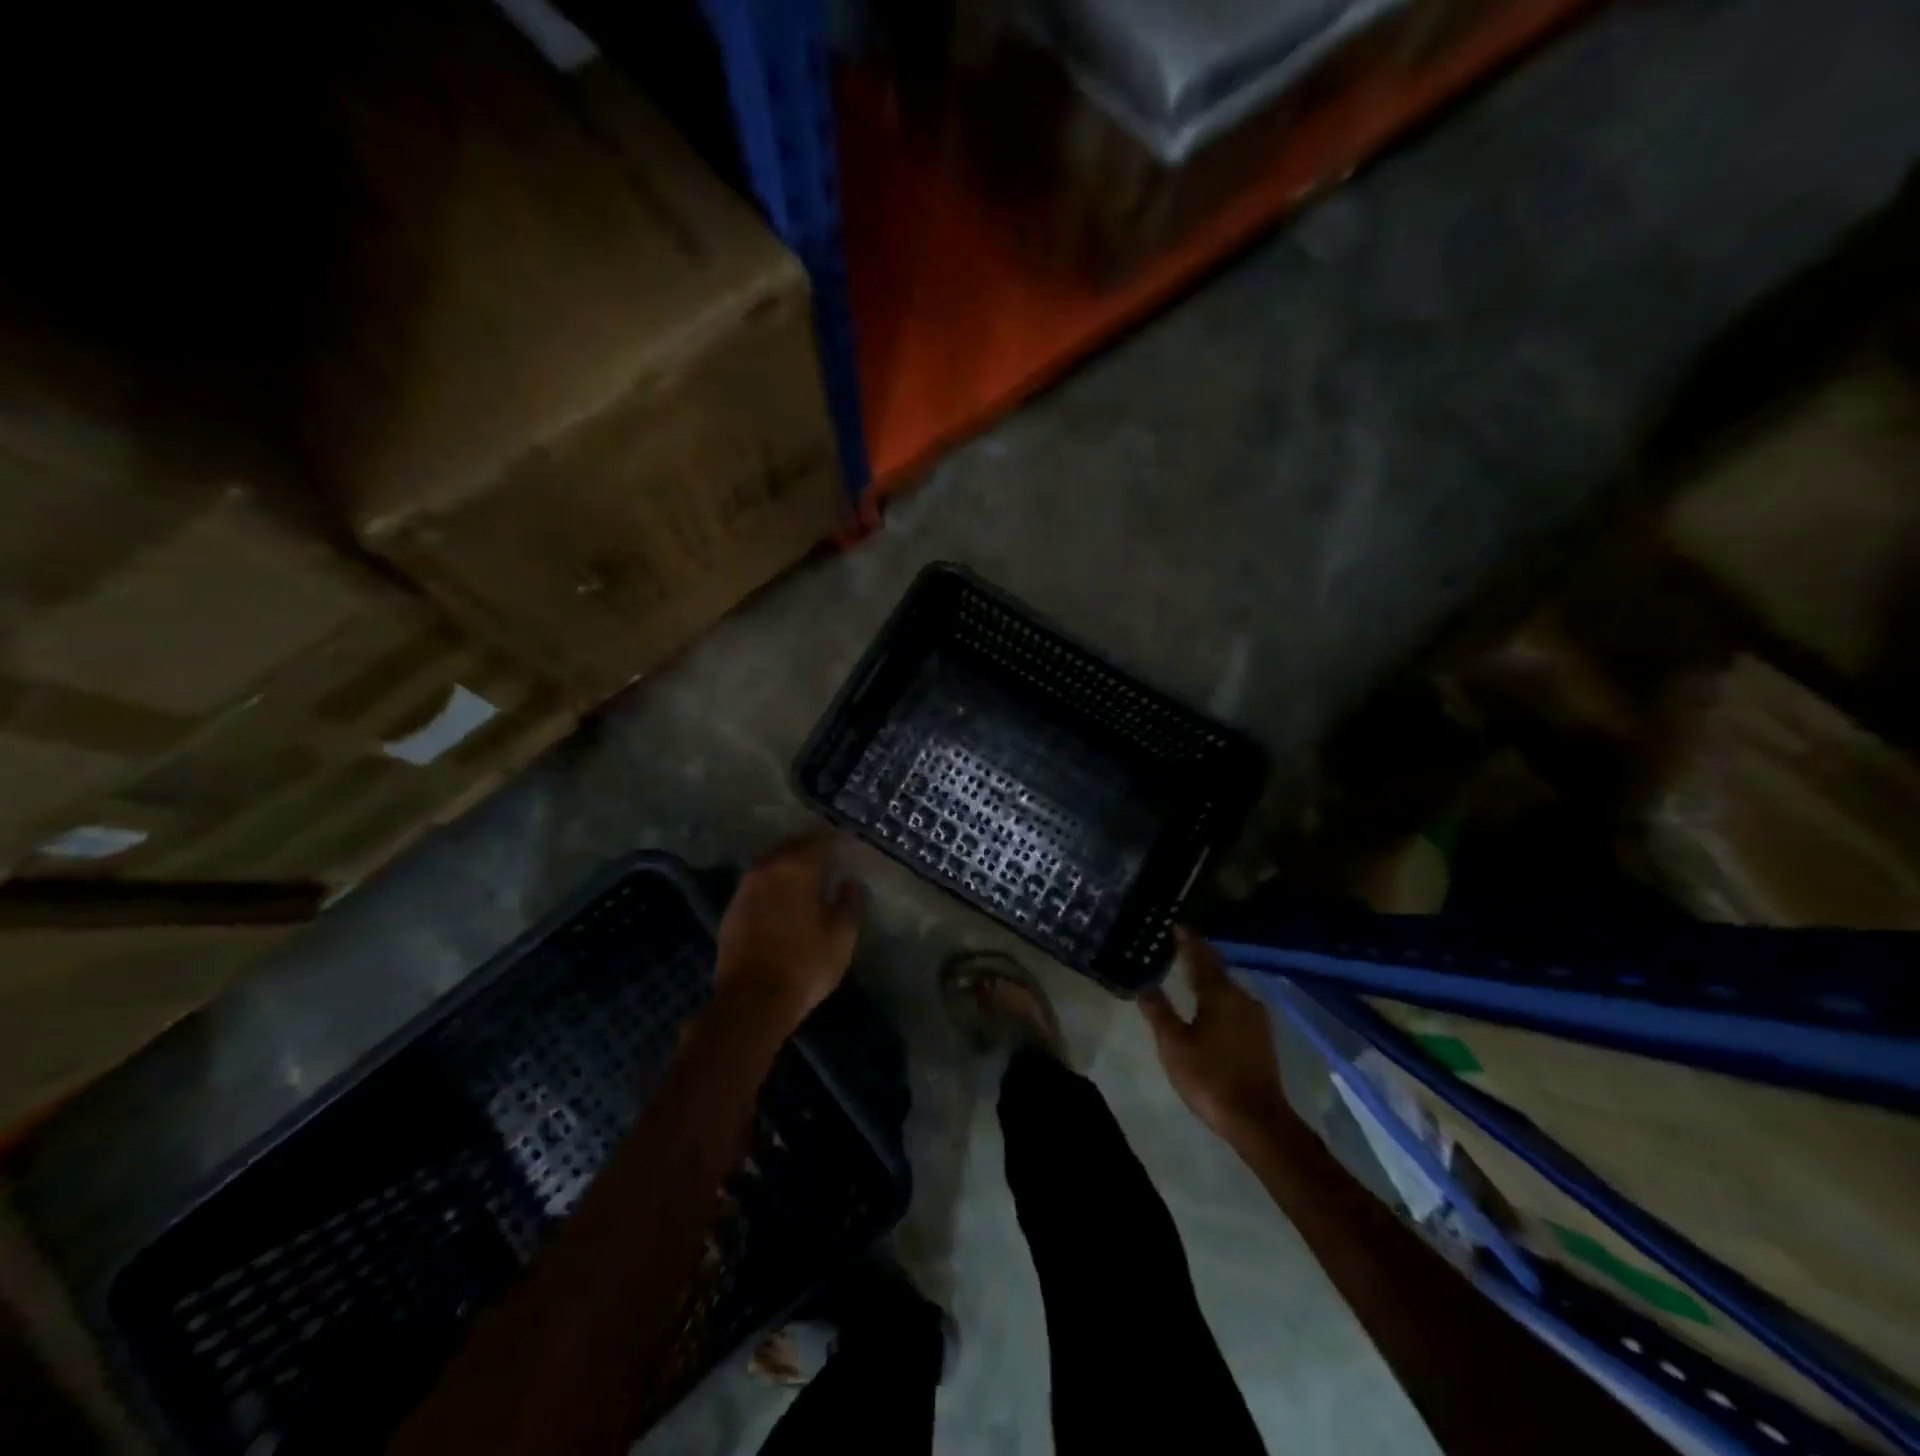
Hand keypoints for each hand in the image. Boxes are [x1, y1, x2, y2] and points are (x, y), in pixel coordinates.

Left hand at [715, 836, 860, 1033]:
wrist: (751, 1002)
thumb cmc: (804, 966)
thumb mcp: (840, 937)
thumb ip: (849, 904)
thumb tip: (851, 882)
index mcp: (796, 870)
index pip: (820, 842)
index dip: (837, 840)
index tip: (849, 840)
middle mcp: (767, 870)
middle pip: (791, 847)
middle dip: (810, 847)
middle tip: (828, 852)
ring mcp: (744, 889)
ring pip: (771, 864)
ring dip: (788, 863)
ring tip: (806, 872)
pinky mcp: (731, 910)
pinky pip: (757, 884)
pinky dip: (772, 883)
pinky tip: (781, 896)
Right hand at [1141, 929, 1288, 1148]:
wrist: (1258, 1120)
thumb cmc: (1210, 1077)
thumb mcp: (1173, 1044)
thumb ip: (1158, 1011)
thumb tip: (1145, 984)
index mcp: (1219, 993)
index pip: (1201, 955)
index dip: (1187, 939)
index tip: (1175, 925)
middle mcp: (1242, 997)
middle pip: (1216, 970)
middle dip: (1196, 959)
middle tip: (1175, 951)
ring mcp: (1256, 1018)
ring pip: (1227, 989)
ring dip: (1208, 981)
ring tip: (1187, 978)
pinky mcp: (1262, 1037)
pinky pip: (1235, 1007)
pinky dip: (1219, 1001)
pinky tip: (1208, 1010)